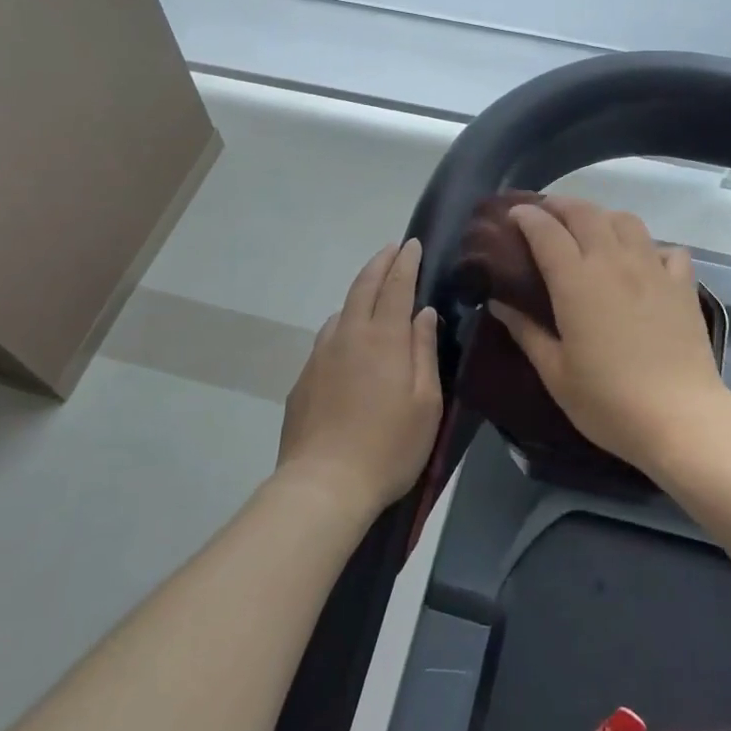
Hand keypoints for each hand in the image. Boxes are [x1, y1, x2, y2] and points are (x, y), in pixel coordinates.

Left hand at [276, 239, 443, 515]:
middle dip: (380, 263)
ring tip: (373, 292)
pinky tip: (348, 340)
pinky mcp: (304, 379)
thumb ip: (424, 351)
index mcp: (384, 338)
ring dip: (359, 292)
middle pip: (364, 286)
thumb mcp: (426, 402)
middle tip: (392, 249)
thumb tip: (424, 313)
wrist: (323, 485)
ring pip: (342, 310)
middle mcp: (349, 336)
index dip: (406, 262)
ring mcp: (321, 356)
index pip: (396, 286)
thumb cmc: (389, 446)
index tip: (413, 244)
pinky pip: (327, 338)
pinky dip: (343, 324)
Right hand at [487, 197, 727, 474]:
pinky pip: (666, 248)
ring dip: (602, 216)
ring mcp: (653, 268)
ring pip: (626, 220)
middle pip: (585, 213)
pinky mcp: (682, 284)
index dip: (527, 216)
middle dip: (560, 205)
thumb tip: (499, 303)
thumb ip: (526, 332)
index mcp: (576, 281)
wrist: (680, 417)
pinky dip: (650, 246)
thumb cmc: (608, 401)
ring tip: (591, 230)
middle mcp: (613, 261)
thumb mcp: (556, 373)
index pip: (546, 231)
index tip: (513, 214)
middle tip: (545, 213)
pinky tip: (643, 262)